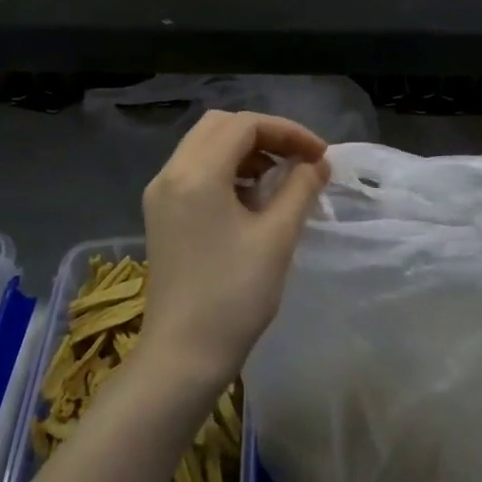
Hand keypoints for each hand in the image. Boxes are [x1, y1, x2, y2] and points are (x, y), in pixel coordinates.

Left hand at [140, 110, 329, 391]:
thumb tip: (317, 163)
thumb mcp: (277, 237)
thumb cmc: (233, 295)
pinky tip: (252, 197)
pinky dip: (227, 169)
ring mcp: (161, 194)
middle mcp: (171, 173)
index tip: (320, 155)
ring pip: (205, 146)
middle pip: (220, 126)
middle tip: (300, 159)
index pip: (245, 125)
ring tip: (281, 178)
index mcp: (196, 173)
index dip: (288, 131)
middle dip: (265, 134)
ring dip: (246, 151)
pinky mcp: (161, 214)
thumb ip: (300, 188)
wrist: (182, 356)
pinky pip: (195, 171)